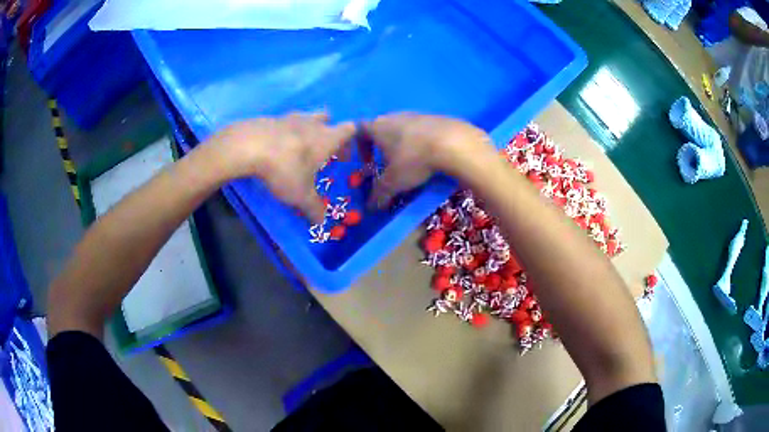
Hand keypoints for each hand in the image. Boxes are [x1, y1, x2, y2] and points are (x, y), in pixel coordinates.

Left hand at [210, 112, 354, 222]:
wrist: (248, 146)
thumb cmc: (284, 169)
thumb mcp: (301, 195)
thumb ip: (314, 209)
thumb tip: (321, 223)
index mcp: (326, 138)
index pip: (350, 129)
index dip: (350, 142)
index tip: (342, 158)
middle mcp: (310, 123)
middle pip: (327, 118)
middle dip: (326, 130)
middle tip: (319, 151)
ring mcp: (288, 117)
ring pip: (304, 117)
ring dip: (304, 130)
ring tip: (294, 149)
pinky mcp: (269, 119)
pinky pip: (282, 123)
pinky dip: (282, 133)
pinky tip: (272, 149)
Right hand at [361, 113, 492, 207]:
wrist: (452, 142)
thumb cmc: (414, 159)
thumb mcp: (393, 182)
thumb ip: (379, 194)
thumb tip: (370, 207)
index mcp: (378, 127)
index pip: (360, 131)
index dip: (359, 146)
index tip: (366, 162)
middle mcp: (394, 116)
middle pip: (381, 128)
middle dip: (382, 147)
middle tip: (388, 165)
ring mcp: (416, 114)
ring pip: (402, 127)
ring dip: (402, 143)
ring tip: (411, 161)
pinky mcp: (435, 117)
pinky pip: (421, 129)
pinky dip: (420, 141)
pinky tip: (429, 155)